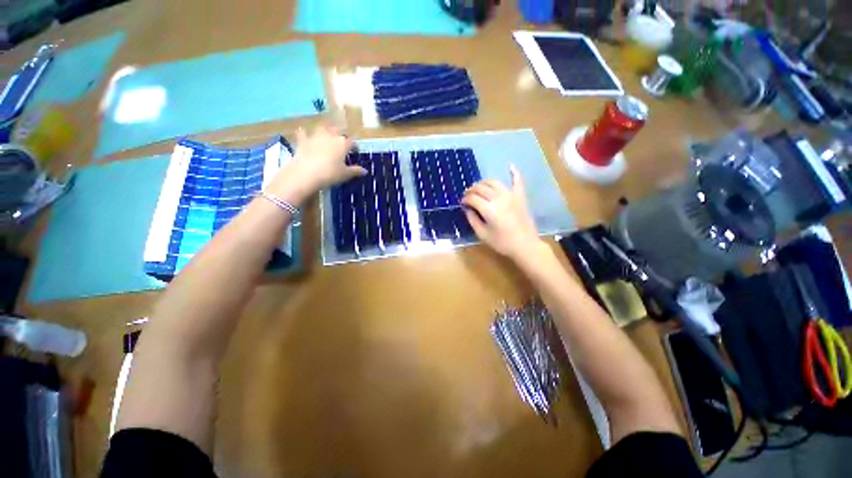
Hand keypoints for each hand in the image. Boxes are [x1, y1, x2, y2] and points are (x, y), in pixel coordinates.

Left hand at [267, 125, 365, 202]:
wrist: (306, 174)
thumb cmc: (331, 174)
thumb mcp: (346, 174)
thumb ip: (356, 171)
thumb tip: (365, 171)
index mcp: (343, 143)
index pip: (352, 141)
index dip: (354, 146)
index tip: (355, 151)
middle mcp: (330, 136)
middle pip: (337, 131)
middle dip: (339, 134)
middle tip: (341, 141)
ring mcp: (315, 137)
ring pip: (321, 128)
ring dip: (324, 130)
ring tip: (326, 134)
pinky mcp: (302, 141)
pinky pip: (303, 134)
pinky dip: (304, 134)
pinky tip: (304, 134)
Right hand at [461, 165, 542, 261]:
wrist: (525, 245)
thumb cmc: (502, 242)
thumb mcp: (482, 234)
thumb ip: (472, 219)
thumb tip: (467, 208)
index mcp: (489, 209)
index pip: (472, 198)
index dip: (465, 199)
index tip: (462, 203)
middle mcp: (499, 198)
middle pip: (481, 188)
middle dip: (471, 190)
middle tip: (467, 195)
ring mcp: (511, 195)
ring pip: (494, 182)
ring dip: (484, 182)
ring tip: (478, 187)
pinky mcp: (520, 196)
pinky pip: (517, 181)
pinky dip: (514, 172)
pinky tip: (510, 165)